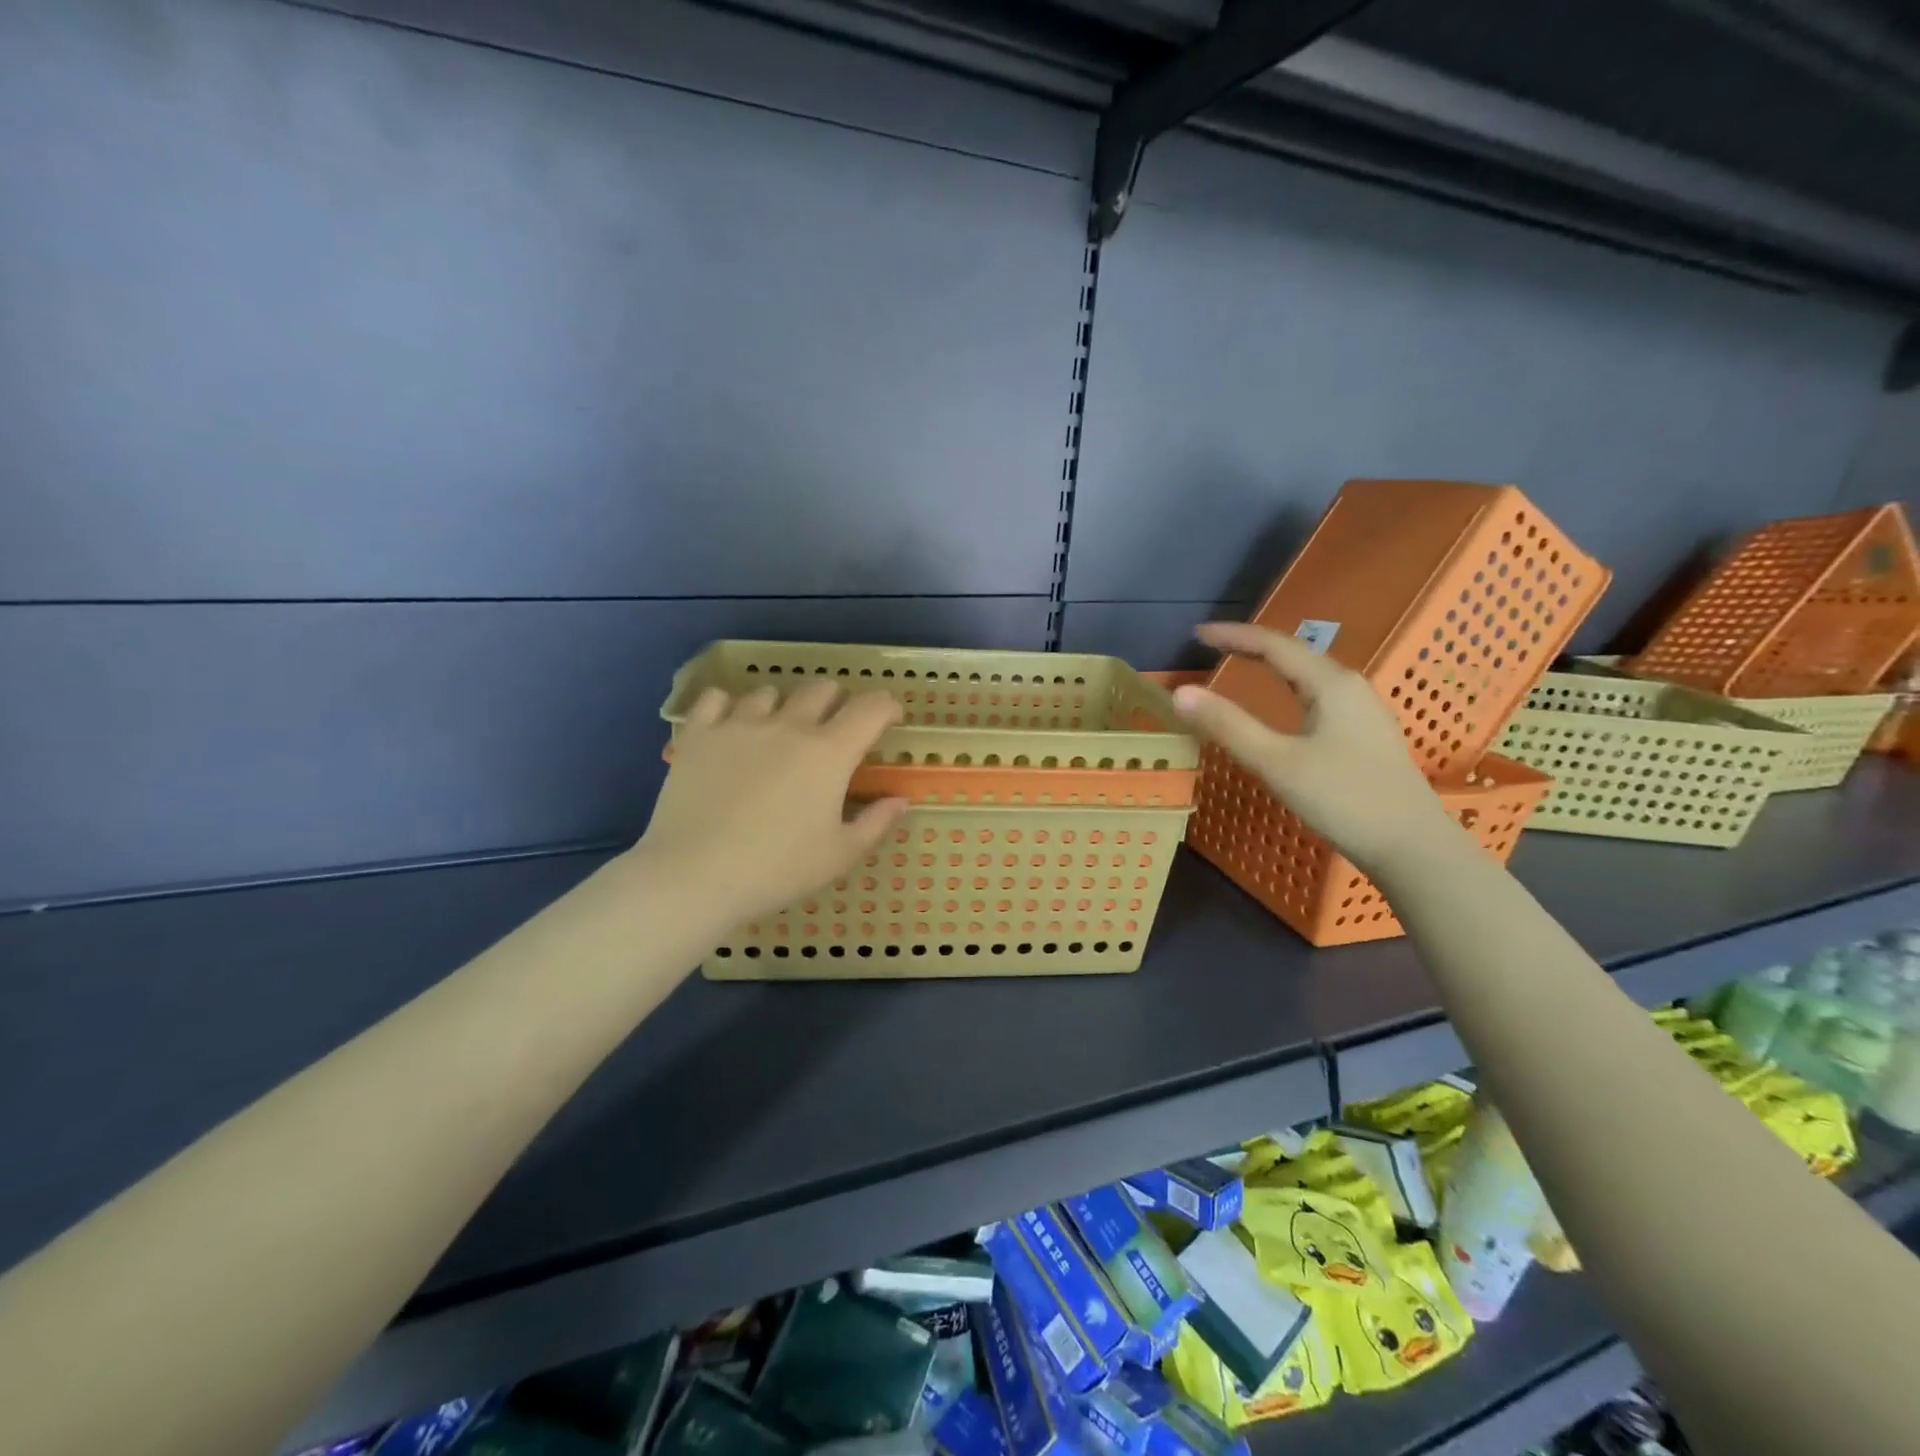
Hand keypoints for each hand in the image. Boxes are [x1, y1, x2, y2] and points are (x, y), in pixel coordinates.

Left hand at [633, 681, 908, 929]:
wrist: (694, 876)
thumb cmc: (777, 869)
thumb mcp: (839, 855)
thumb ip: (876, 823)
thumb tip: (900, 800)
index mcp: (830, 752)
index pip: (871, 708)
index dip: (887, 707)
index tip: (890, 720)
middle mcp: (789, 725)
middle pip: (822, 689)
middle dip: (838, 702)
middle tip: (834, 731)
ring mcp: (740, 724)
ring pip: (770, 692)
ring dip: (783, 707)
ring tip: (777, 733)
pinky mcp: (700, 734)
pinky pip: (717, 699)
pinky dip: (729, 706)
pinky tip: (730, 726)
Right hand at [1171, 622, 1459, 874]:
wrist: (1412, 846)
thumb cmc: (1343, 799)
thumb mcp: (1276, 763)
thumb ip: (1227, 725)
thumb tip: (1180, 693)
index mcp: (1330, 684)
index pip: (1273, 645)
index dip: (1233, 636)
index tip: (1196, 635)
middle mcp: (1349, 687)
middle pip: (1294, 654)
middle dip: (1251, 646)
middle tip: (1213, 646)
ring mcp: (1362, 711)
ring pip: (1309, 675)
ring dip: (1272, 665)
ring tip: (1241, 665)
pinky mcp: (1364, 734)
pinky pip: (1318, 695)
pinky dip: (1288, 688)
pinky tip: (1283, 705)